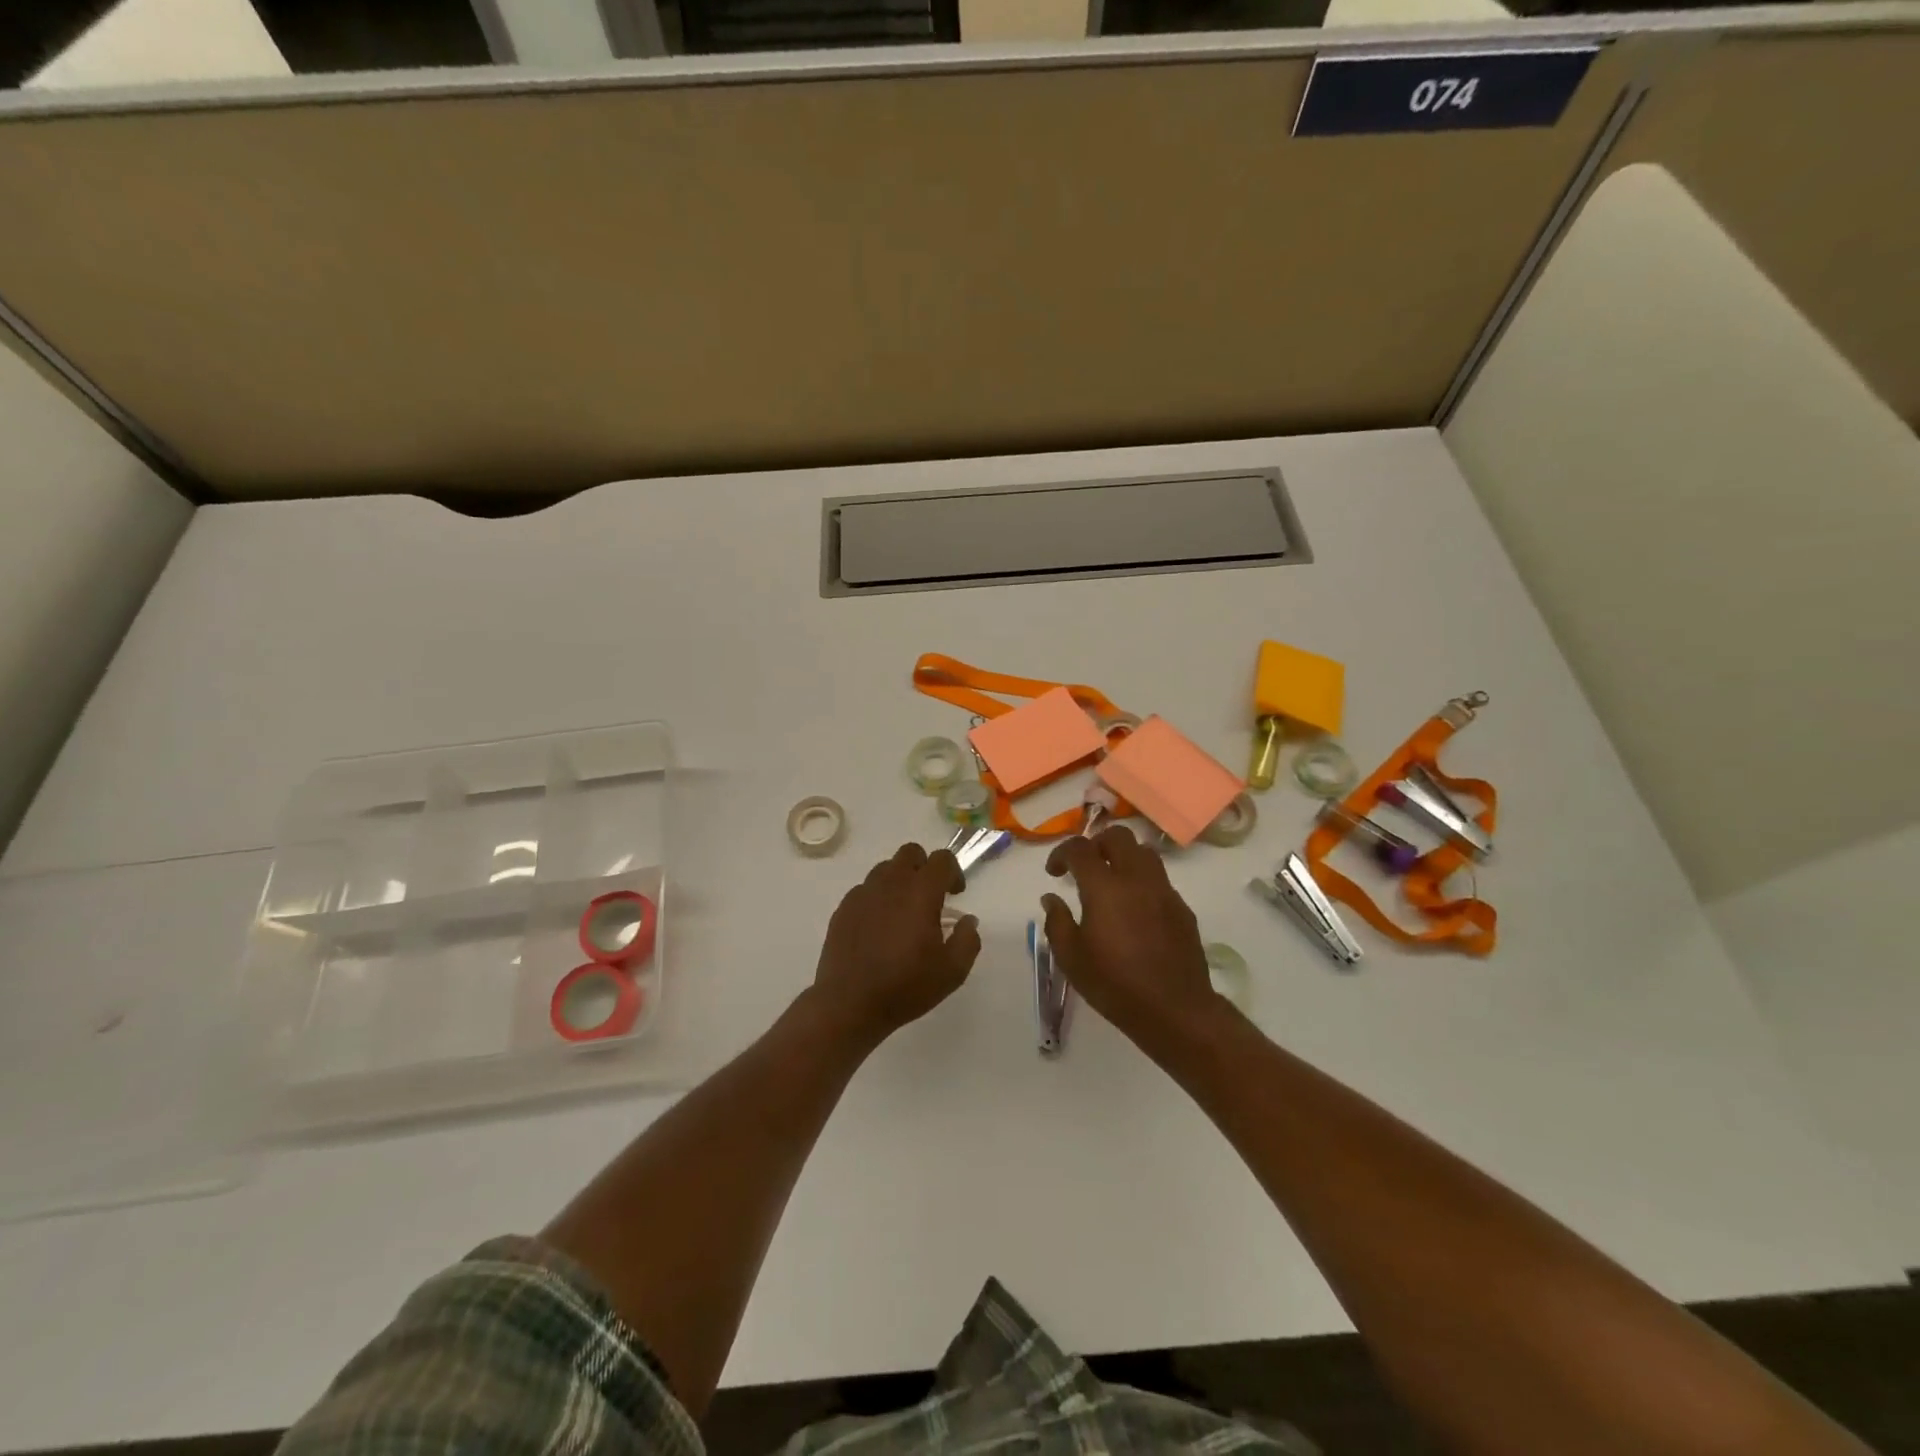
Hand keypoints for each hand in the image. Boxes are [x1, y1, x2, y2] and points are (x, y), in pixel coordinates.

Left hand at [811, 843, 980, 1047]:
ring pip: (885, 869)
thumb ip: (968, 940)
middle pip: (910, 853)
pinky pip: (865, 889)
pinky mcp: (843, 908)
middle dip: (925, 867)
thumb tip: (967, 920)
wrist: (849, 1004)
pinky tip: (879, 927)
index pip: (942, 859)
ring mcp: (863, 893)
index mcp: (920, 892)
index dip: (954, 872)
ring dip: (900, 880)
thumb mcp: (952, 971)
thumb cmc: (906, 986)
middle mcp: (891, 883)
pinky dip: (877, 898)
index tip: (956, 894)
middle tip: (930, 897)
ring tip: (904, 912)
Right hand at [1043, 826, 1222, 1054]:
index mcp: (1105, 887)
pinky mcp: (1182, 907)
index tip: (1054, 872)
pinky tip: (1135, 909)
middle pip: (1117, 836)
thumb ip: (1056, 922)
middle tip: (1084, 867)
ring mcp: (1164, 890)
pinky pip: (1159, 879)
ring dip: (1123, 856)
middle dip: (1096, 844)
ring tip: (1111, 881)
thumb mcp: (1071, 958)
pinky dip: (1142, 881)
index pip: (1080, 848)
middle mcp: (1136, 879)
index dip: (1062, 853)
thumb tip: (1051, 898)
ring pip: (1144, 851)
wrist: (1175, 1010)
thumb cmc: (1115, 985)